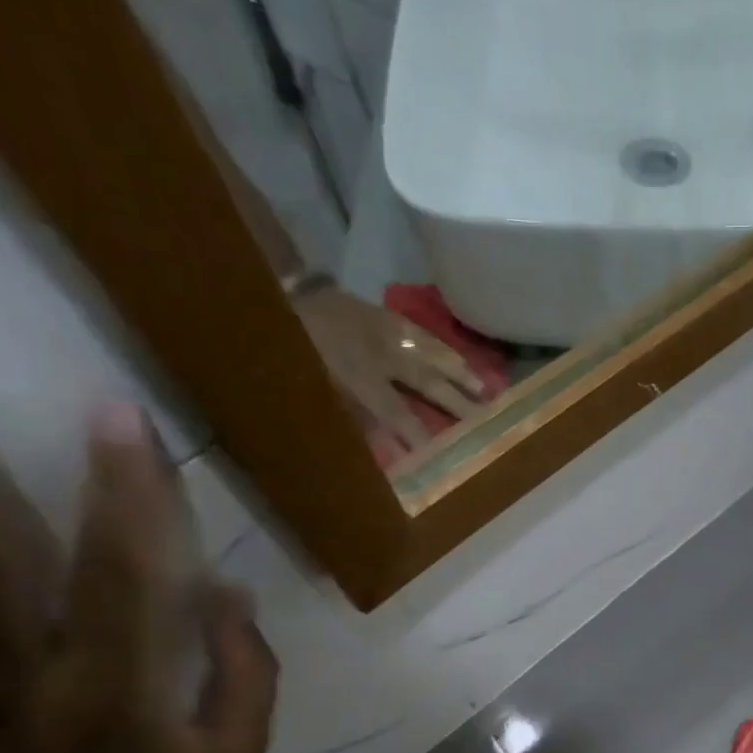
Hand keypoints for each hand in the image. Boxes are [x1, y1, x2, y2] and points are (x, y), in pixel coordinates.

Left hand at [295, 286, 490, 453]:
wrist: (267, 295)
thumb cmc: (288, 354)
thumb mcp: (311, 392)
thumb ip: (349, 419)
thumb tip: (384, 447)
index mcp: (356, 374)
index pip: (396, 412)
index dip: (418, 435)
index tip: (439, 457)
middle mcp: (378, 352)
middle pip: (426, 381)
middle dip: (456, 403)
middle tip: (483, 421)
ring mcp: (383, 329)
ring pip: (431, 352)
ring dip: (460, 372)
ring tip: (485, 389)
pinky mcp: (382, 314)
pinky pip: (420, 333)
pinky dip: (442, 348)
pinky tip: (457, 359)